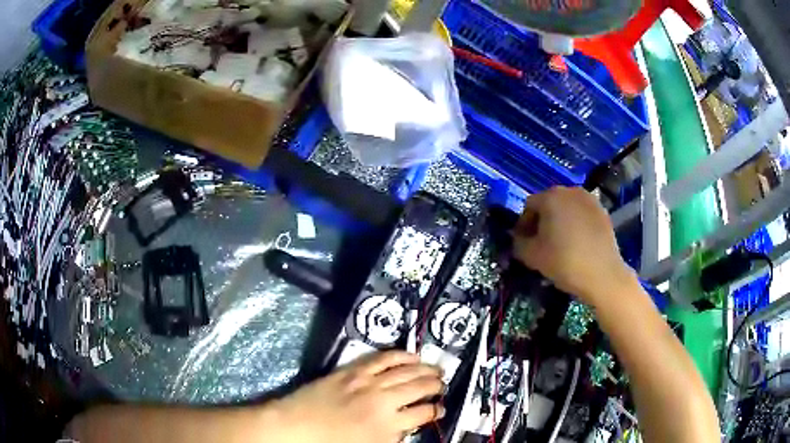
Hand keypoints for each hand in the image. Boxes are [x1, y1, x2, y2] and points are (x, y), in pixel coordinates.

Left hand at [274, 351, 443, 442]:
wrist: (295, 427)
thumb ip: (393, 437)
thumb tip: (407, 427)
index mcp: (388, 426)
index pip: (423, 414)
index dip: (437, 411)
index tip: (441, 409)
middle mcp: (383, 401)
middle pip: (419, 388)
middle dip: (436, 386)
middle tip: (443, 384)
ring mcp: (367, 382)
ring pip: (405, 371)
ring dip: (425, 368)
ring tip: (436, 368)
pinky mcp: (353, 371)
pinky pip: (382, 358)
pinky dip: (400, 355)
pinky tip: (411, 354)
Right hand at [512, 186, 635, 306]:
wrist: (603, 275)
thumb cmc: (564, 262)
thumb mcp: (532, 256)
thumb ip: (518, 243)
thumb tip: (518, 239)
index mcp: (550, 197)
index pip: (529, 206)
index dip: (523, 225)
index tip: (524, 243)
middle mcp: (570, 191)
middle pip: (549, 203)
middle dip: (542, 221)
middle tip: (541, 243)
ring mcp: (589, 200)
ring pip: (567, 208)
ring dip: (560, 221)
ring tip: (561, 243)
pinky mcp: (603, 211)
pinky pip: (582, 214)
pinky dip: (576, 224)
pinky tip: (578, 244)